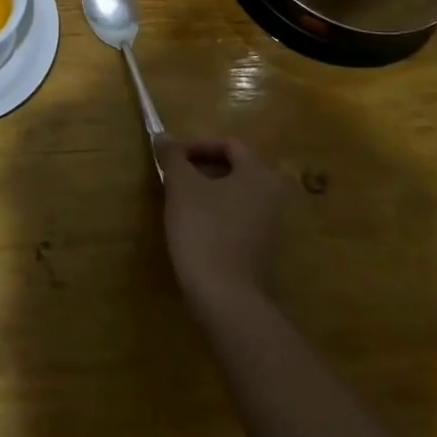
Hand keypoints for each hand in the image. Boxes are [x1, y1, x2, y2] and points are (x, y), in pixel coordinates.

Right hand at [156, 136, 288, 307]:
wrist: (227, 299)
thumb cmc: (204, 230)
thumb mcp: (181, 186)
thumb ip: (173, 156)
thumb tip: (163, 137)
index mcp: (259, 174)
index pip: (228, 144)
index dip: (196, 144)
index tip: (170, 156)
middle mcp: (273, 196)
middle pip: (234, 169)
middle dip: (201, 168)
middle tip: (172, 176)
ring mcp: (272, 226)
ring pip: (235, 195)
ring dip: (207, 192)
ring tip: (178, 201)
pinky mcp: (264, 251)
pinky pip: (238, 219)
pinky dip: (217, 215)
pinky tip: (194, 228)